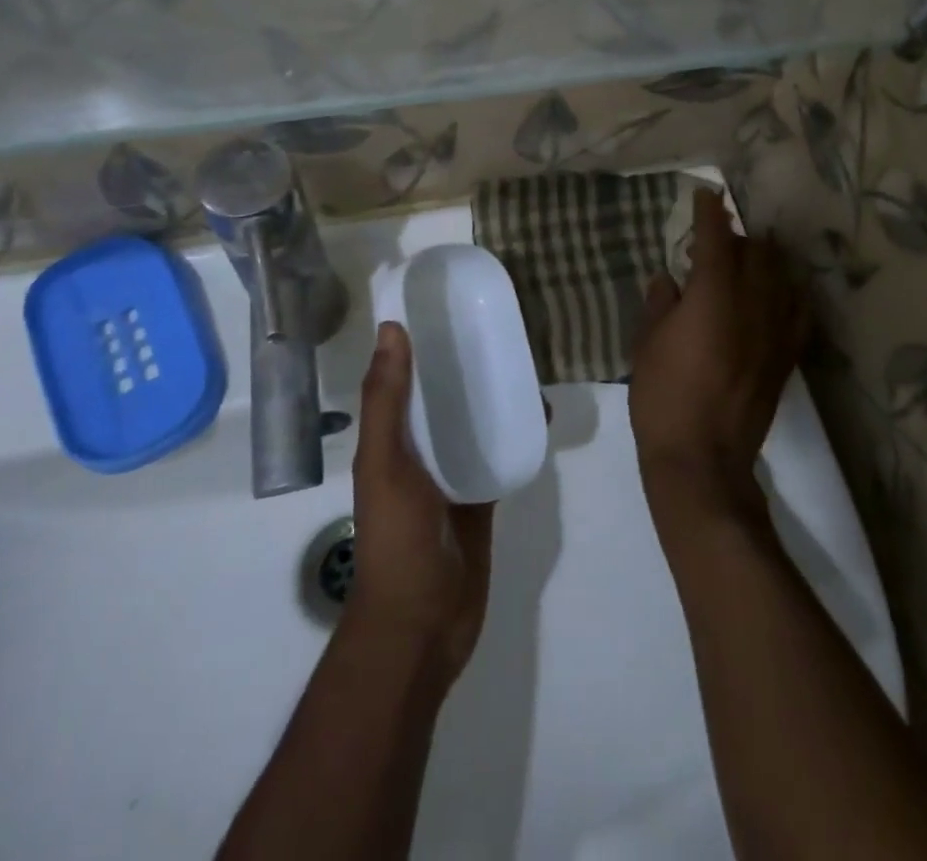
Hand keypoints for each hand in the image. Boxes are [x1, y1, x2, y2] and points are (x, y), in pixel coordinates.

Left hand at [347, 322, 494, 680]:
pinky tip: (540, 411)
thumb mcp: (385, 462)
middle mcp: (419, 447)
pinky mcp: (482, 494)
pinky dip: (515, 431)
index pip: (404, 375)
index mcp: (390, 435)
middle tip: (501, 324)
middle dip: (465, 361)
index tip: (449, 301)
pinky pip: (499, 452)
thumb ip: (387, 401)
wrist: (423, 624)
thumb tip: (392, 328)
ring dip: (493, 393)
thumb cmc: (397, 539)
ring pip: (474, 419)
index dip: (420, 339)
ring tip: (526, 358)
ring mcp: (453, 472)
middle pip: (443, 393)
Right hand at [630, 189, 807, 529]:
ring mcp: (774, 331)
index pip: (716, 239)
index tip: (706, 195)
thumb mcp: (646, 344)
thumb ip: (659, 303)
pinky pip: (797, 312)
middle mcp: (751, 304)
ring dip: (764, 260)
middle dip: (737, 237)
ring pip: (780, 277)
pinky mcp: (786, 357)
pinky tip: (780, 293)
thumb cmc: (663, 396)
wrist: (703, 459)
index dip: (711, 213)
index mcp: (712, 295)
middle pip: (755, 252)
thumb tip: (668, 279)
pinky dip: (788, 293)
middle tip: (716, 240)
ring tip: (748, 261)